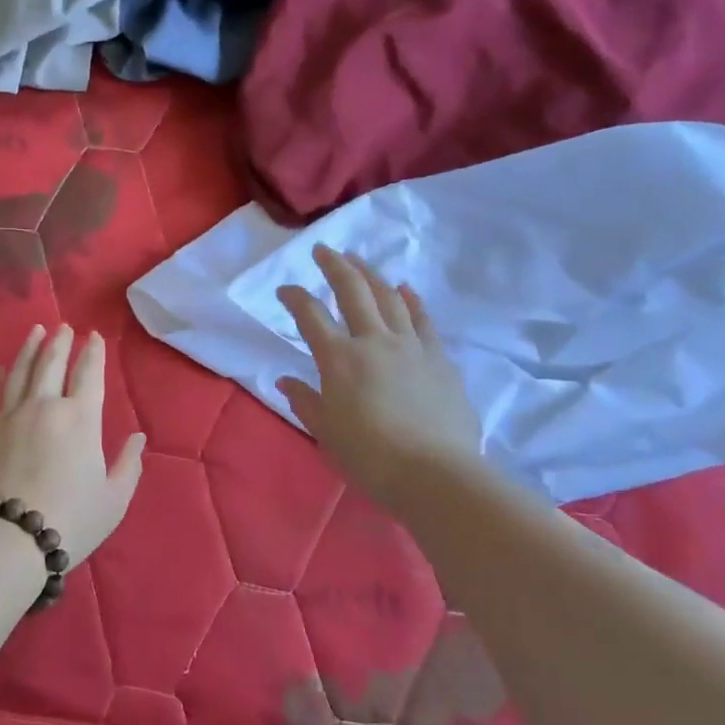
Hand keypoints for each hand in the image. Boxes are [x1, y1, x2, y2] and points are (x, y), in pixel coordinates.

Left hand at [0, 325, 146, 560]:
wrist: (6, 539)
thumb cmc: (69, 521)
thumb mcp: (113, 500)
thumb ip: (129, 465)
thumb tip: (137, 437)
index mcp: (81, 419)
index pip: (89, 374)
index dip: (93, 353)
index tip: (93, 336)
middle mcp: (44, 406)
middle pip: (52, 363)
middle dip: (60, 342)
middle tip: (63, 327)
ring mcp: (8, 414)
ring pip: (20, 371)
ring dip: (29, 348)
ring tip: (36, 331)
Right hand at [275, 246, 483, 498]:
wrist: (436, 474)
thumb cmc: (371, 458)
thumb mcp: (326, 433)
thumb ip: (305, 402)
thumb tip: (287, 381)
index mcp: (339, 358)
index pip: (310, 315)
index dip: (294, 297)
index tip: (284, 290)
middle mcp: (373, 341)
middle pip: (352, 291)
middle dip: (334, 266)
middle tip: (323, 249)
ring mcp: (411, 346)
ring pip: (389, 297)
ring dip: (370, 274)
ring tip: (358, 260)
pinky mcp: (439, 358)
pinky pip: (422, 320)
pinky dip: (411, 300)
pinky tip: (405, 289)